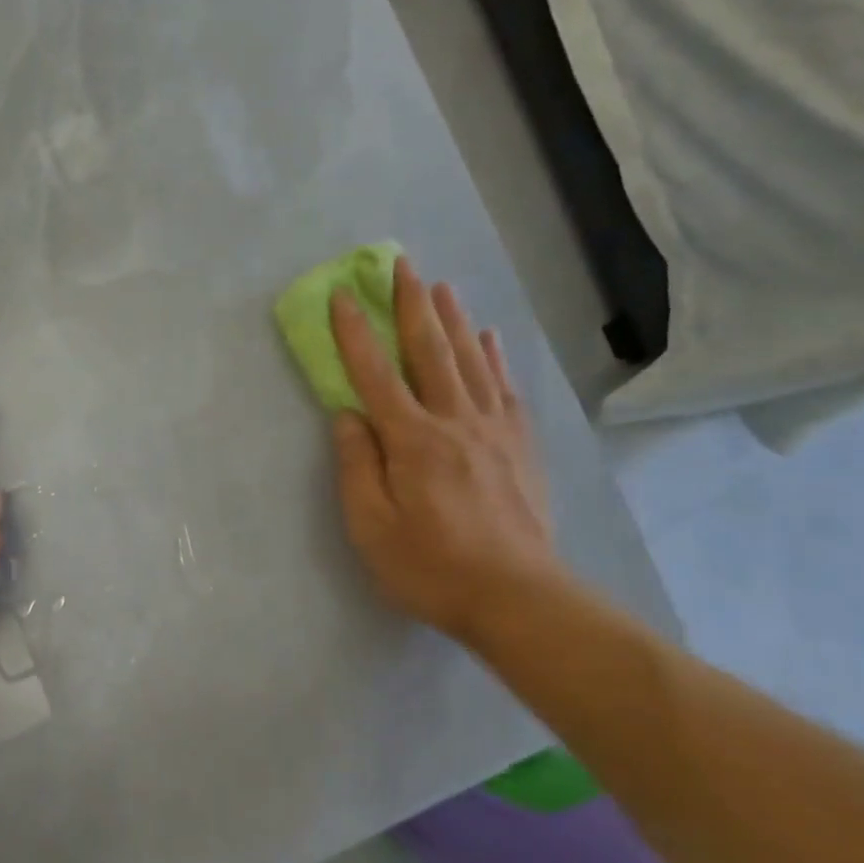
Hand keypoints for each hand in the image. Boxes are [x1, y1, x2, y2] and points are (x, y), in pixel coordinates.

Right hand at [329, 257, 563, 645]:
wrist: (517, 597)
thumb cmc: (430, 566)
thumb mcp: (371, 526)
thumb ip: (356, 466)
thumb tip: (348, 415)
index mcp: (412, 440)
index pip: (375, 374)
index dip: (355, 333)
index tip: (342, 296)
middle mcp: (454, 421)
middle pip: (430, 351)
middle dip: (411, 305)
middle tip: (401, 265)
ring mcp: (494, 430)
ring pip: (470, 360)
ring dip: (452, 319)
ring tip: (440, 286)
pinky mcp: (520, 445)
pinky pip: (505, 387)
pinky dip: (494, 357)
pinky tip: (487, 338)